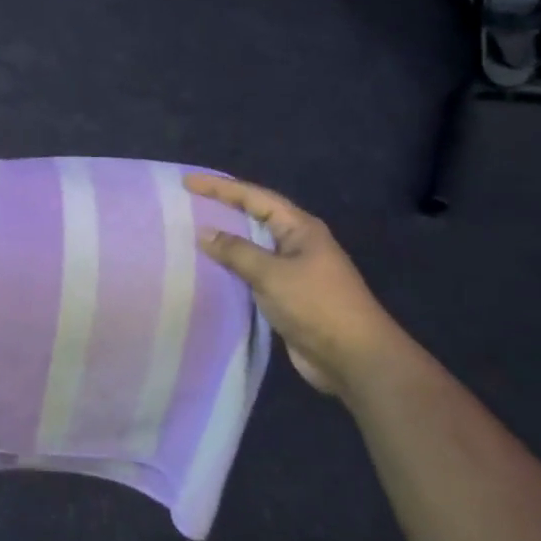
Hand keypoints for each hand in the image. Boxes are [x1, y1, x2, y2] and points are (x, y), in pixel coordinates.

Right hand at [184, 175, 403, 397]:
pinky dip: (230, 269)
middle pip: (253, 217)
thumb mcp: (273, 274)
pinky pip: (251, 274)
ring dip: (224, 241)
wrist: (354, 359)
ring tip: (189, 233)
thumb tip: (204, 232)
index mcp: (299, 228)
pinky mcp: (285, 296)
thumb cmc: (317, 306)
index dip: (220, 187)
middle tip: (186, 202)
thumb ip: (237, 251)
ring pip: (251, 247)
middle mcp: (296, 244)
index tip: (189, 181)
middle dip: (221, 208)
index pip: (254, 197)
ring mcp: (292, 271)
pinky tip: (207, 270)